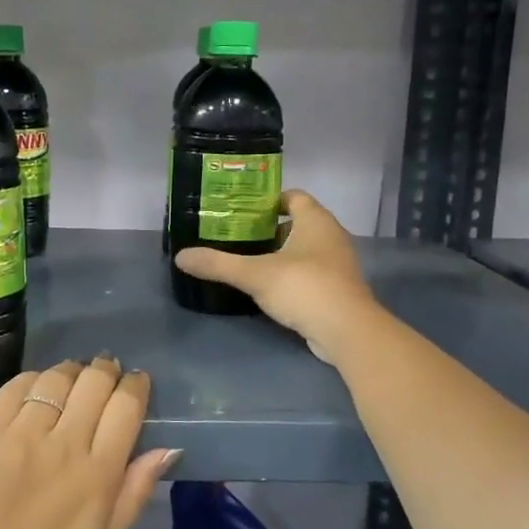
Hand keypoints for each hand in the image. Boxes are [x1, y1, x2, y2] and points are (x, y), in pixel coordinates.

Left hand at [0, 356, 179, 528]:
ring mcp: (20, 432)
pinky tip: (38, 389)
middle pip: (94, 382)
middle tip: (107, 373)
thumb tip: (168, 448)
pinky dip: (34, 380)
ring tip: (74, 377)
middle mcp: (63, 442)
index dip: (136, 386)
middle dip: (107, 370)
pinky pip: (16, 386)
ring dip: (72, 371)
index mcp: (98, 473)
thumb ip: (135, 492)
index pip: (126, 406)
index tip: (136, 383)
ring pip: (57, 378)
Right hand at [174, 190, 381, 365]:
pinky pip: (309, 271)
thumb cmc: (304, 288)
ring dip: (279, 253)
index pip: (293, 196)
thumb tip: (181, 256)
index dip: (268, 200)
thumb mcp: (254, 274)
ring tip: (246, 260)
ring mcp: (337, 263)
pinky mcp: (336, 288)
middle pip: (296, 222)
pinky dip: (289, 274)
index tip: (241, 210)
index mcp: (316, 220)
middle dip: (267, 228)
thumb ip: (218, 264)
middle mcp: (330, 236)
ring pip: (303, 249)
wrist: (347, 331)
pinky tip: (267, 286)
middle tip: (235, 235)